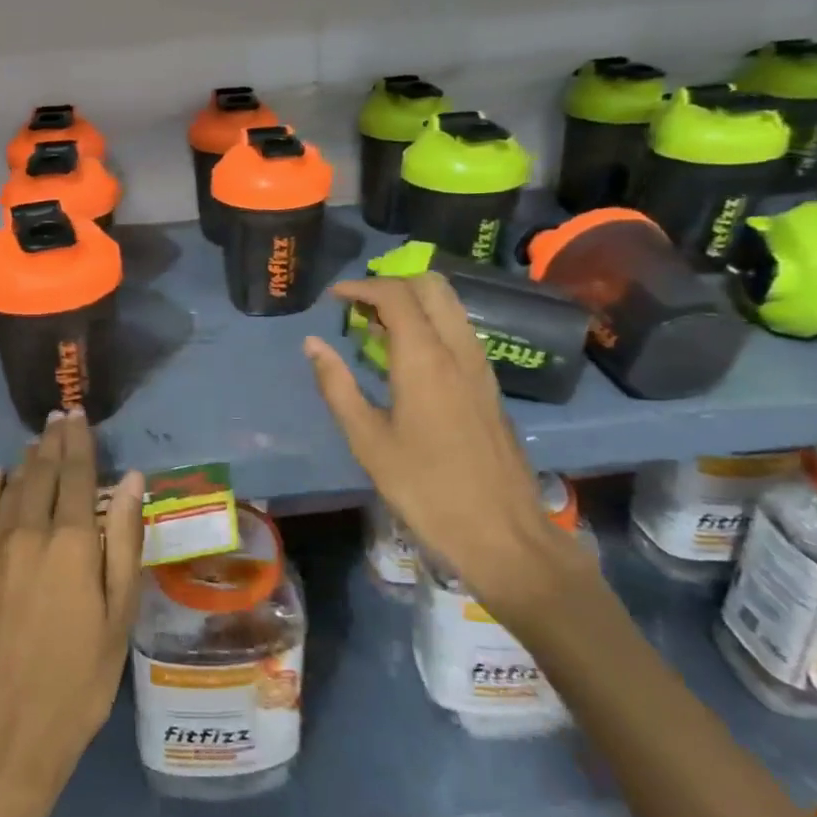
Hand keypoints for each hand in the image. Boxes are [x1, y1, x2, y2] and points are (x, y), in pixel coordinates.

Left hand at [0, 411, 145, 816]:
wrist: (3, 737)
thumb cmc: (78, 682)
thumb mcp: (118, 617)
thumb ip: (124, 543)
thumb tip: (130, 480)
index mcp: (71, 544)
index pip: (76, 475)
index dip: (79, 442)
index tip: (78, 415)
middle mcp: (27, 534)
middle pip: (40, 474)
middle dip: (52, 442)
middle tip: (58, 416)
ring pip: (8, 490)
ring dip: (24, 461)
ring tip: (35, 439)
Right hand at [303, 273, 586, 620]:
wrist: (503, 533)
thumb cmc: (426, 489)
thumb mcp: (368, 441)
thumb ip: (337, 386)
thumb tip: (313, 344)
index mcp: (425, 359)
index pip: (395, 295)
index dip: (361, 287)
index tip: (334, 298)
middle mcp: (458, 350)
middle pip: (431, 285)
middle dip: (392, 283)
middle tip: (358, 308)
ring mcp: (481, 365)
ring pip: (450, 306)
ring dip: (413, 302)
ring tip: (376, 330)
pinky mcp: (489, 384)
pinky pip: (459, 331)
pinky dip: (430, 323)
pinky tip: (406, 358)